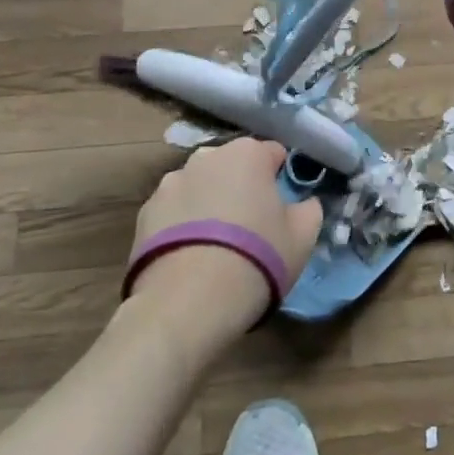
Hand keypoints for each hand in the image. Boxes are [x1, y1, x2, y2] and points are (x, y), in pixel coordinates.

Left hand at [126, 138, 321, 348]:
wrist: (188, 301)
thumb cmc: (257, 257)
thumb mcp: (303, 236)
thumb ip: (309, 209)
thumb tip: (303, 203)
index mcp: (248, 153)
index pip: (273, 154)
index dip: (280, 179)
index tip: (283, 207)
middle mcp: (207, 157)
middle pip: (233, 166)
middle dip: (242, 186)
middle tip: (251, 225)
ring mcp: (171, 182)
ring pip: (201, 187)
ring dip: (209, 203)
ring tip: (215, 244)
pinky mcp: (145, 212)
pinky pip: (174, 211)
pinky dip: (182, 224)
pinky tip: (190, 256)